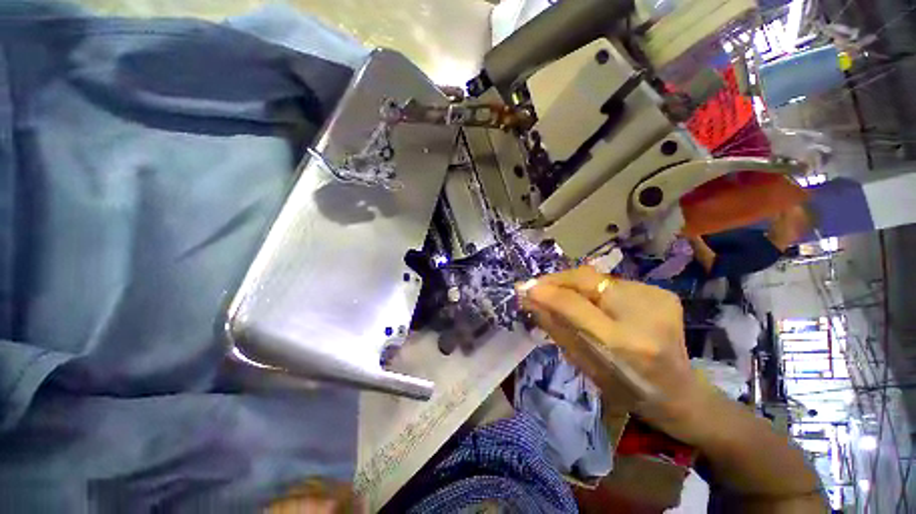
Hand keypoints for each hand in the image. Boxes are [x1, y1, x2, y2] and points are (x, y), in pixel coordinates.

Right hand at [519, 266, 714, 443]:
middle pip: (586, 279)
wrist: (680, 392)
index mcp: (623, 344)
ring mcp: (656, 298)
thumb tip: (530, 301)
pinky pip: (612, 282)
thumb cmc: (626, 388)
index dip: (545, 292)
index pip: (573, 304)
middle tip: (536, 286)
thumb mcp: (583, 364)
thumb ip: (555, 328)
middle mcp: (643, 314)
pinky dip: (592, 288)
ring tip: (559, 294)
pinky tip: (591, 300)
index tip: (522, 288)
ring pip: (597, 278)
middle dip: (556, 280)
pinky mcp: (661, 292)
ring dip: (572, 284)